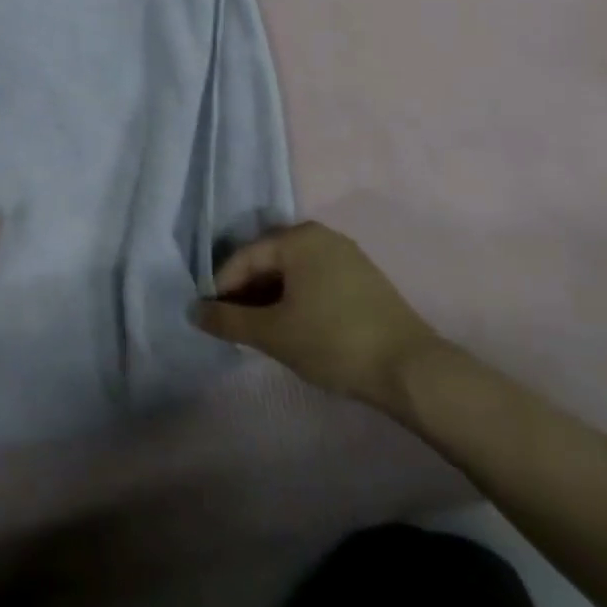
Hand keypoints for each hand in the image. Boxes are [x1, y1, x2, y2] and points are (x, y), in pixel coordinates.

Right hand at [193, 221, 444, 418]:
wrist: (412, 371)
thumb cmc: (333, 341)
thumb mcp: (272, 333)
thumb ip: (227, 320)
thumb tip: (193, 311)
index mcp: (297, 238)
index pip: (243, 257)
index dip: (221, 288)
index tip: (211, 319)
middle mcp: (320, 235)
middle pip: (267, 261)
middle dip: (246, 293)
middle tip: (233, 327)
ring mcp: (346, 255)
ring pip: (291, 273)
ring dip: (270, 299)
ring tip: (260, 332)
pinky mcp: (363, 279)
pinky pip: (314, 281)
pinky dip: (296, 300)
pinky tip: (293, 329)